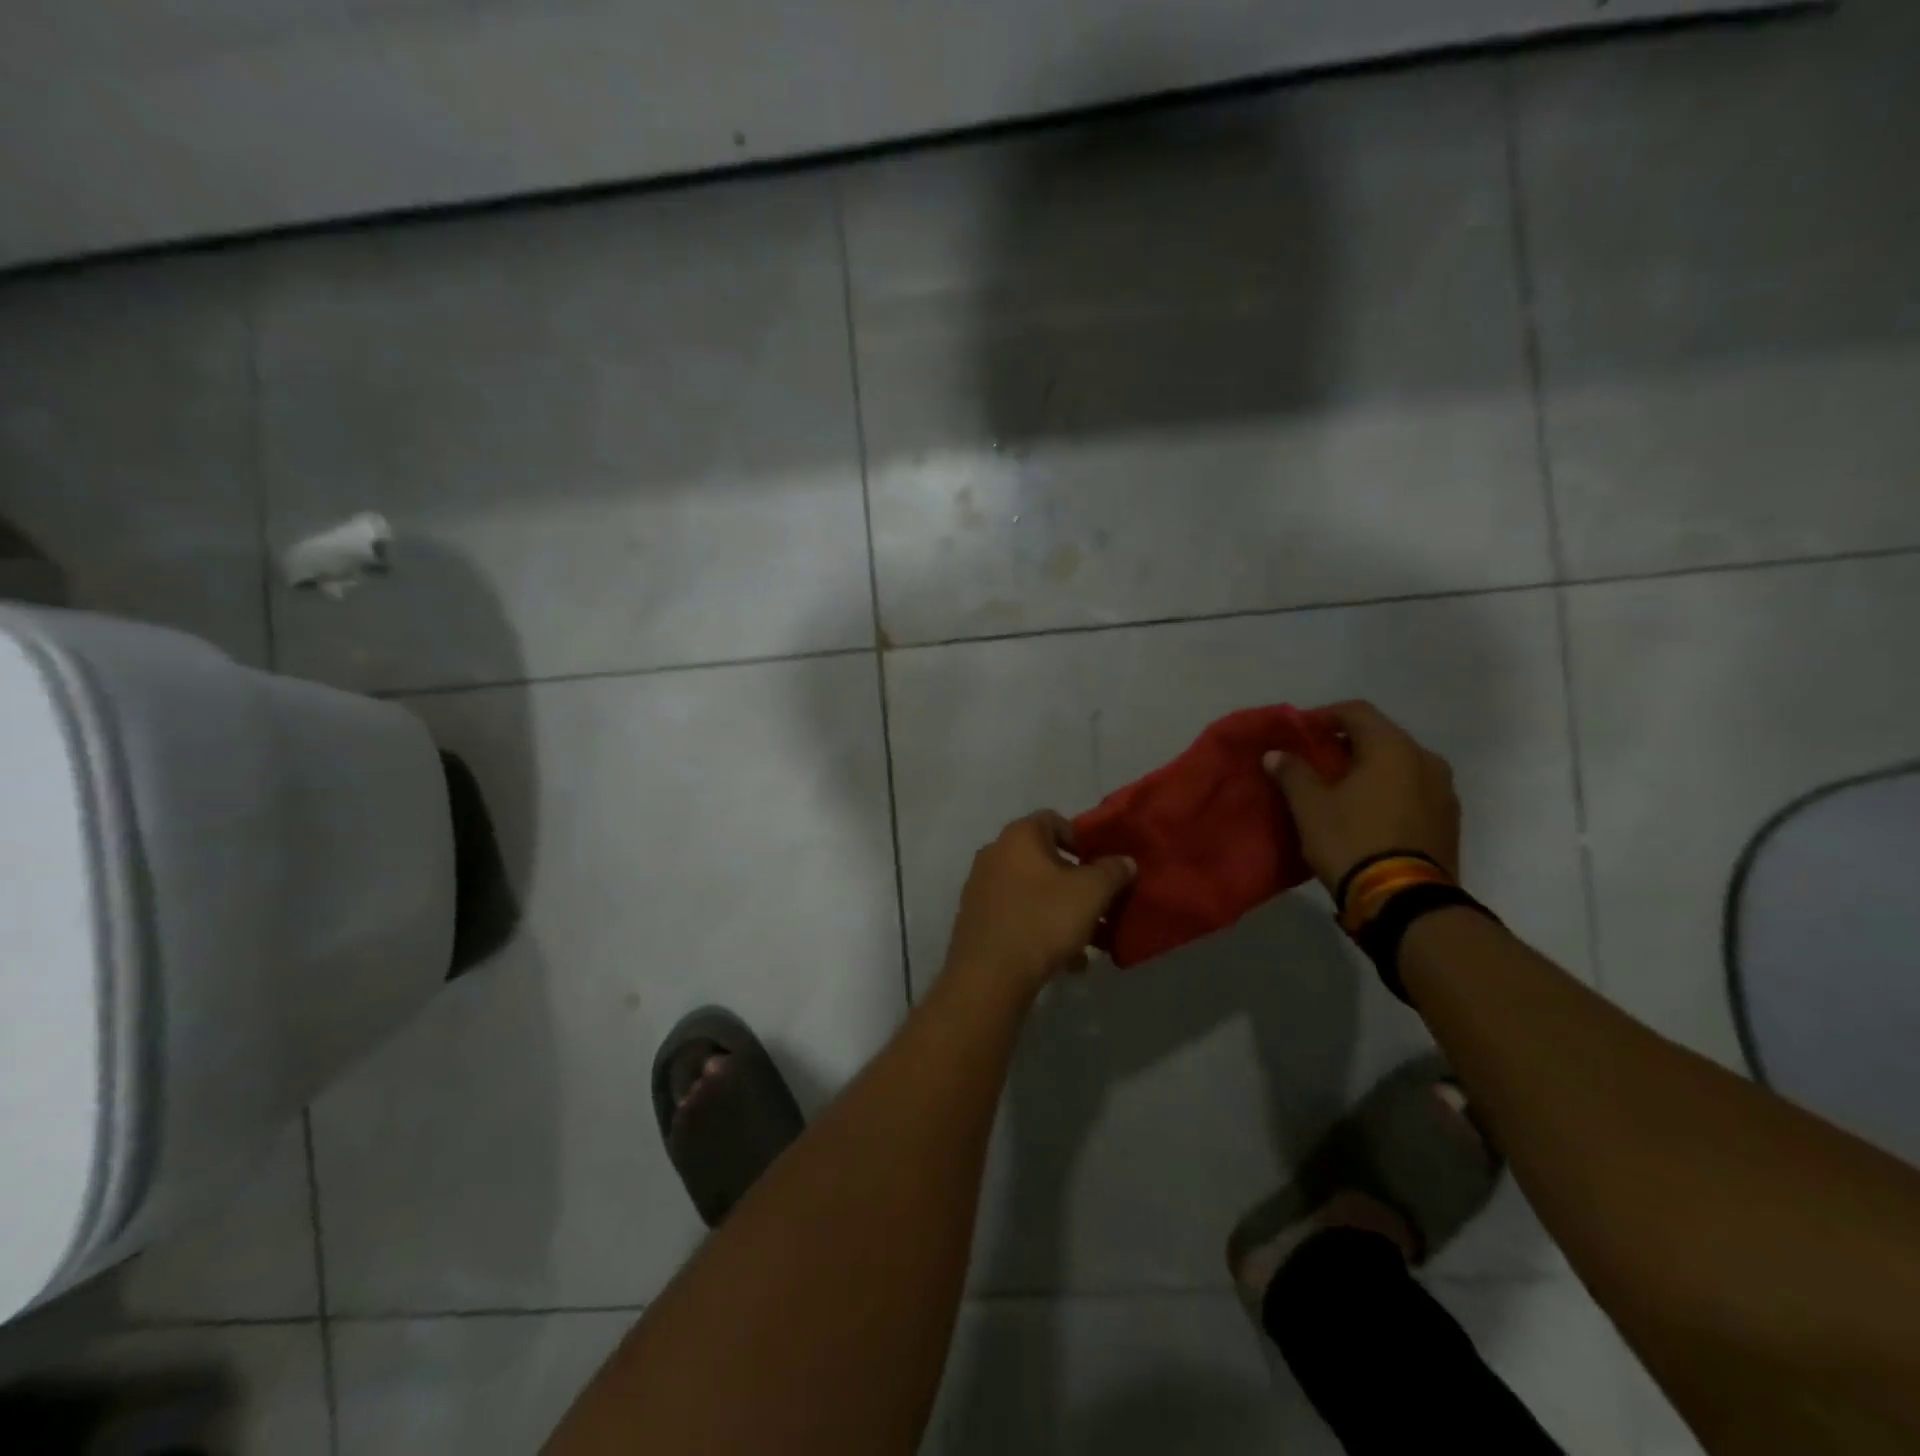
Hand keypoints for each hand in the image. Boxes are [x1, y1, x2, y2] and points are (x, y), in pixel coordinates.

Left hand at [943, 812, 1135, 995]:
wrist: (989, 975)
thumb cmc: (1043, 920)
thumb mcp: (1091, 893)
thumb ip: (1113, 871)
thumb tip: (1125, 861)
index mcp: (1018, 836)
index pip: (1055, 820)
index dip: (1083, 839)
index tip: (1102, 866)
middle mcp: (994, 853)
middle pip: (1044, 858)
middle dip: (1076, 881)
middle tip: (1100, 904)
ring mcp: (980, 887)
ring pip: (1033, 891)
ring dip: (1062, 909)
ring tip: (1089, 940)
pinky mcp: (976, 919)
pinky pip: (1017, 914)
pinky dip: (1041, 928)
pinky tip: (1065, 960)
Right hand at [1264, 700, 1459, 890]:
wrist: (1406, 902)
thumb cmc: (1352, 842)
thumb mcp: (1310, 806)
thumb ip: (1293, 772)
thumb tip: (1276, 753)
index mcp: (1393, 747)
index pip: (1355, 712)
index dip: (1323, 716)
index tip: (1298, 733)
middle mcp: (1426, 759)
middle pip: (1380, 737)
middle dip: (1345, 744)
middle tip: (1314, 762)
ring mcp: (1444, 791)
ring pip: (1399, 765)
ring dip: (1369, 769)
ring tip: (1340, 789)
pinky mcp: (1449, 820)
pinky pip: (1413, 790)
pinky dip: (1388, 791)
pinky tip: (1366, 812)